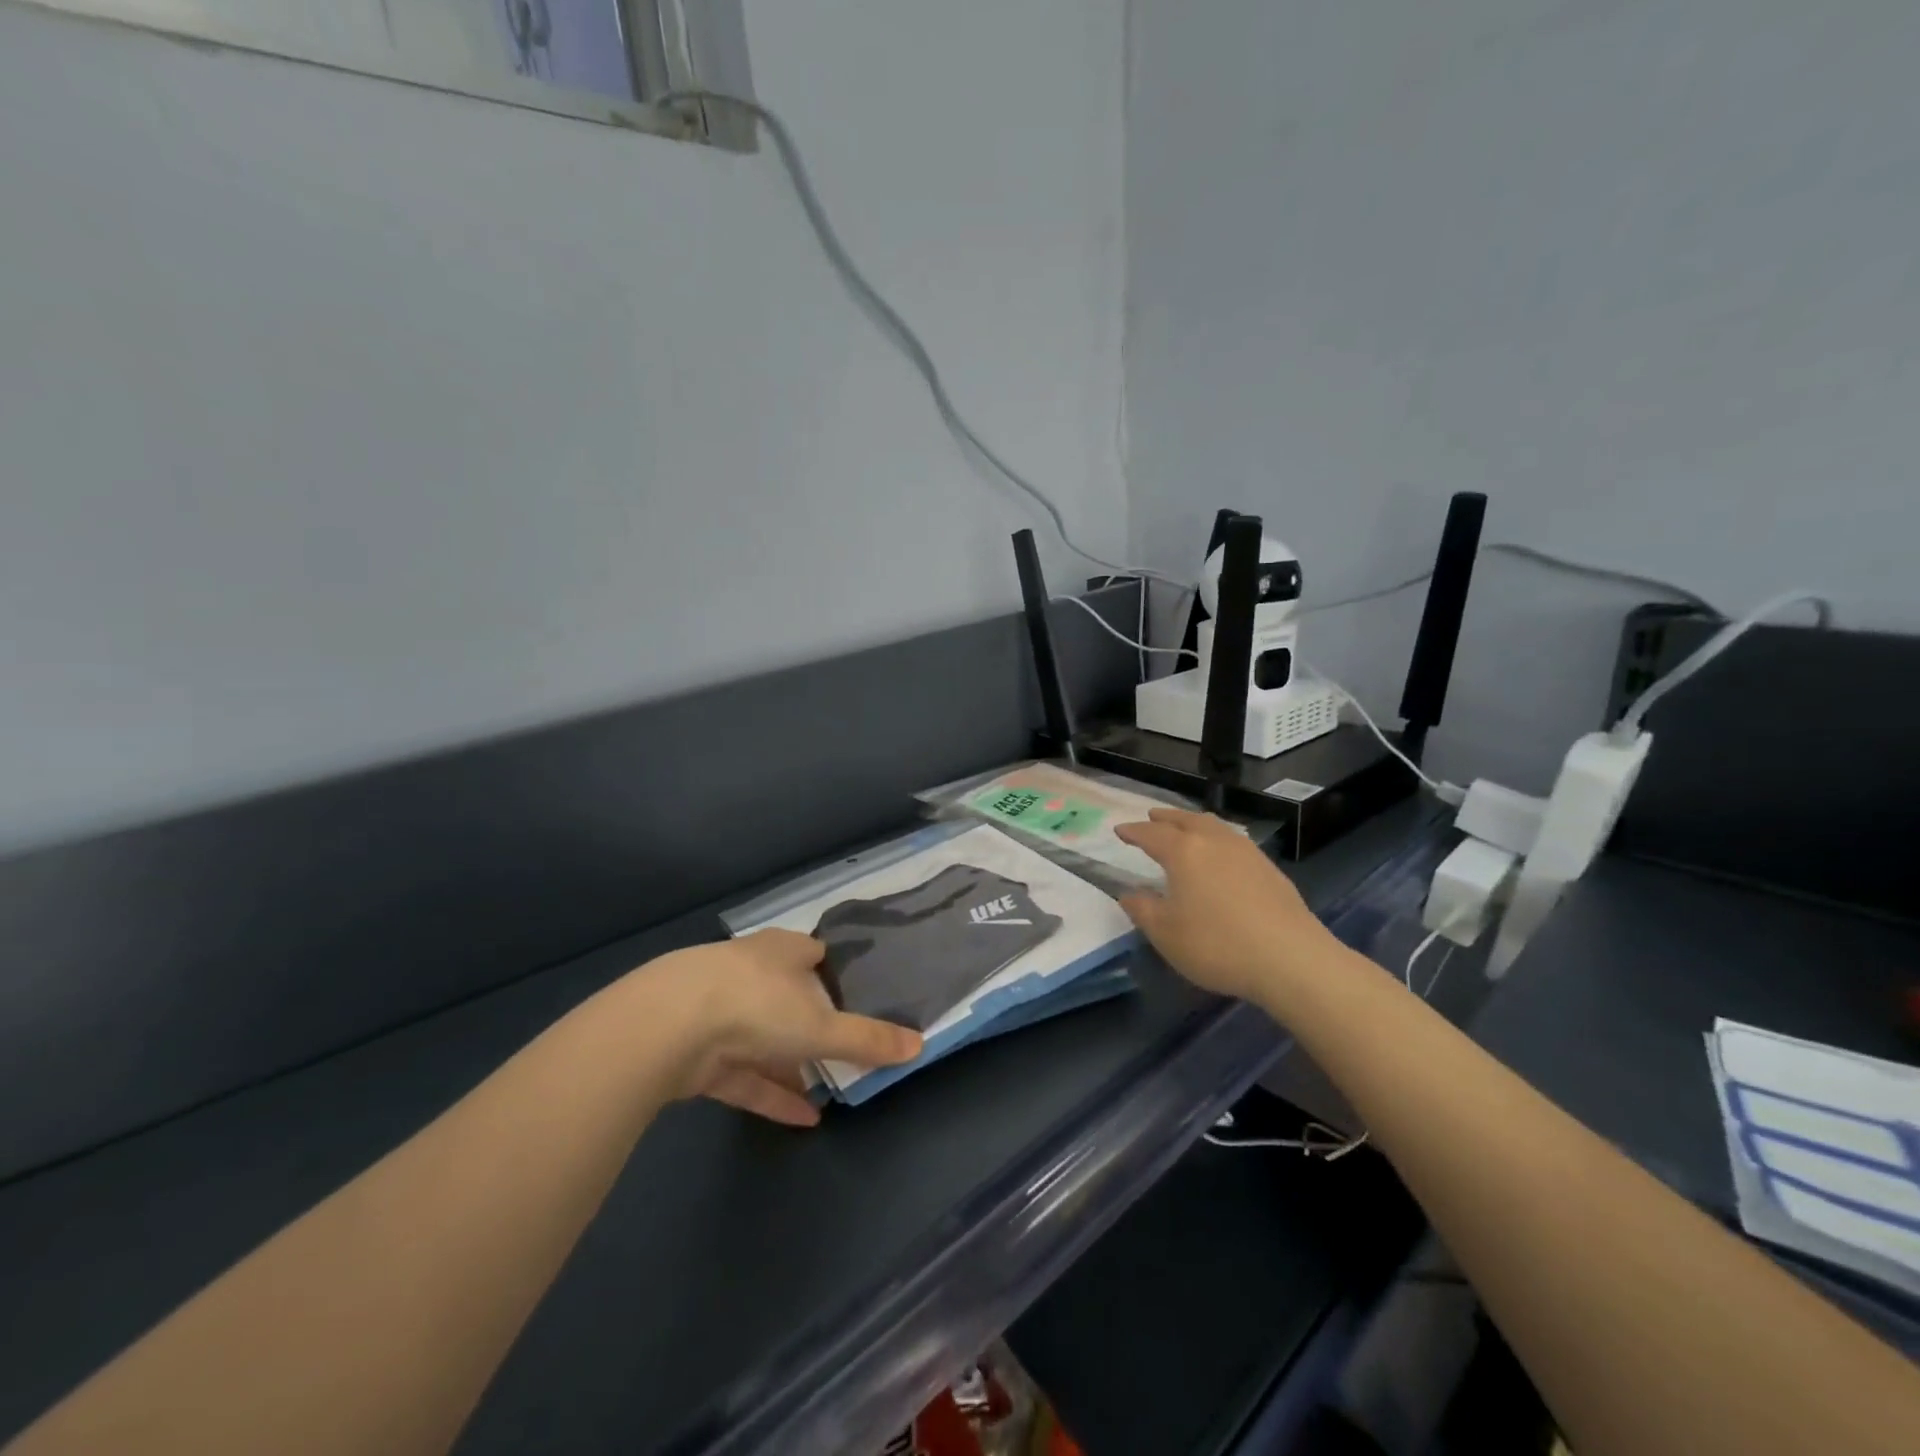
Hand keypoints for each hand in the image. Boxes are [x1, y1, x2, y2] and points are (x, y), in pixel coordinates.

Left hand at [633, 930, 922, 1126]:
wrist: (666, 1027)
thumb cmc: (757, 1005)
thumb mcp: (822, 1025)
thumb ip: (867, 1039)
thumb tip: (919, 1045)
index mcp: (782, 950)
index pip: (814, 953)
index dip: (835, 970)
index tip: (857, 993)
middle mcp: (750, 972)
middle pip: (788, 995)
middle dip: (812, 1020)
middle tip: (843, 1045)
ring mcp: (719, 1011)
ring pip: (764, 1037)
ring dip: (791, 1064)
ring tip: (827, 1089)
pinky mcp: (697, 1052)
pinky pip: (743, 1074)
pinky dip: (771, 1093)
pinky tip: (802, 1118)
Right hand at [1114, 808, 1341, 1005]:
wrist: (1291, 960)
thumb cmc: (1217, 945)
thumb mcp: (1166, 934)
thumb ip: (1143, 910)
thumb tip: (1129, 894)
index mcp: (1184, 852)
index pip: (1152, 834)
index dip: (1134, 832)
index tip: (1120, 830)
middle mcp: (1214, 842)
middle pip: (1186, 820)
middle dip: (1165, 818)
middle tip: (1152, 818)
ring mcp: (1246, 852)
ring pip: (1214, 826)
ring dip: (1194, 823)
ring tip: (1186, 828)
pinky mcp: (1269, 868)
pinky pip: (1233, 840)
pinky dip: (1217, 838)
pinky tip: (1220, 855)